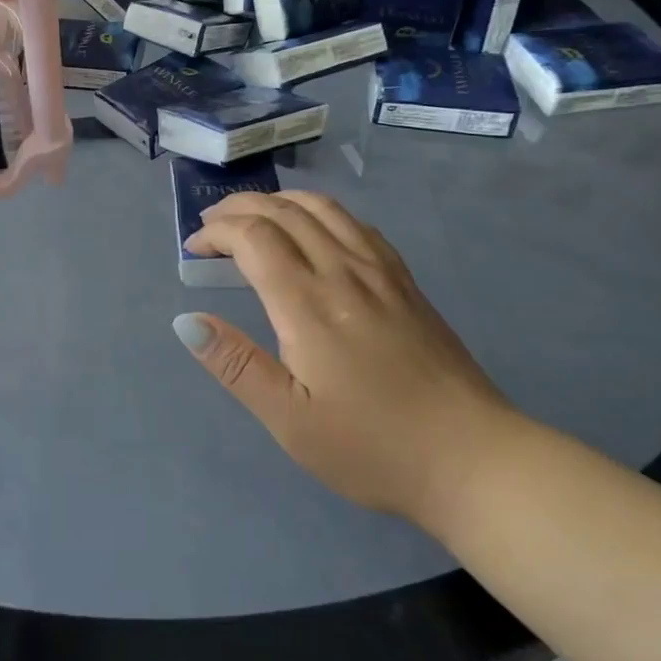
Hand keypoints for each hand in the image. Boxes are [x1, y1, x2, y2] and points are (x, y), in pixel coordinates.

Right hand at [173, 192, 516, 522]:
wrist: (475, 459)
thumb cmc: (373, 447)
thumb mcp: (290, 420)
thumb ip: (236, 365)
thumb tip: (186, 322)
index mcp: (308, 304)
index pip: (253, 237)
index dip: (216, 232)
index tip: (193, 248)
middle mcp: (343, 272)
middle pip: (284, 211)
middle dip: (239, 208)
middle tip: (210, 225)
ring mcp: (380, 273)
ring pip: (323, 208)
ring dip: (279, 201)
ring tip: (254, 216)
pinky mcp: (405, 282)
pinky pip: (357, 224)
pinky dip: (321, 212)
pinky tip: (315, 230)